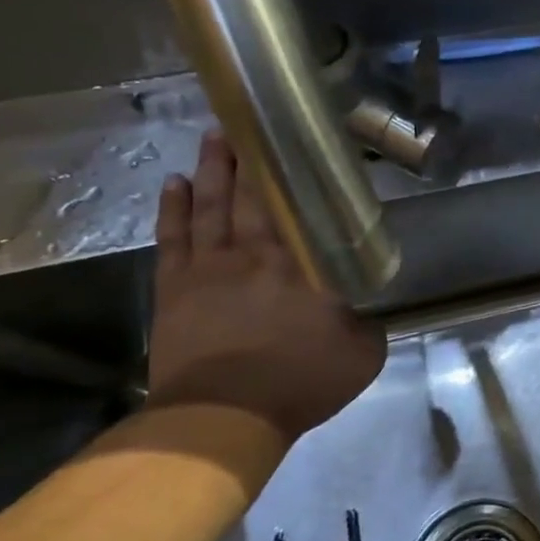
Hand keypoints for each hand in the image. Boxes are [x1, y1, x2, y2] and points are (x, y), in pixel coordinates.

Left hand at [149, 132, 386, 443]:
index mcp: (303, 265)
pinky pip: (173, 237)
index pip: (302, 209)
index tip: (299, 146)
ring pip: (211, 206)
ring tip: (214, 138)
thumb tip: (364, 315)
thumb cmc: (299, 382)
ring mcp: (209, 268)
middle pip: (252, 196)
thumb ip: (366, 326)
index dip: (299, 177)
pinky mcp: (174, 288)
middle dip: (250, 158)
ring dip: (212, 170)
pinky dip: (175, 208)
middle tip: (248, 123)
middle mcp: (256, 254)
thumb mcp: (360, 356)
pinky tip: (176, 184)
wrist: (222, 417)